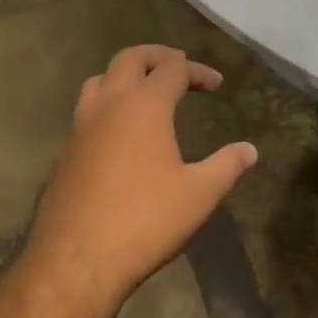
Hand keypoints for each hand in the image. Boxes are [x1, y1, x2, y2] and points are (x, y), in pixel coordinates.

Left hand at [25, 45, 256, 309]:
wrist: (76, 261)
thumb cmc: (145, 221)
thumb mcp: (199, 195)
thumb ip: (227, 166)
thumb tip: (250, 150)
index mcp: (144, 104)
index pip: (174, 68)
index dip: (198, 71)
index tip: (217, 85)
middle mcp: (110, 104)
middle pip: (131, 58)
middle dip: (158, 57)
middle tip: (180, 67)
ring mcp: (82, 126)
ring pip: (100, 79)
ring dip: (125, 75)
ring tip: (145, 90)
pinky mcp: (66, 151)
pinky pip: (87, 110)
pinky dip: (108, 105)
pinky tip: (120, 133)